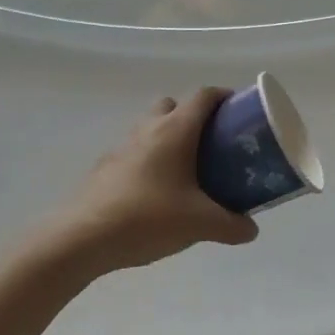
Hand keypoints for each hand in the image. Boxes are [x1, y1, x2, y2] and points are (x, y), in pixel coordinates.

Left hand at [44, 89, 258, 277]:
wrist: (83, 238)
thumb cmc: (148, 217)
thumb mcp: (200, 224)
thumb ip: (231, 225)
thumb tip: (251, 230)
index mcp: (175, 130)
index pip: (204, 96)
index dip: (224, 97)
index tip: (239, 111)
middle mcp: (149, 129)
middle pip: (173, 105)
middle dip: (193, 116)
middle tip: (212, 143)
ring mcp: (122, 147)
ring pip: (150, 128)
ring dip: (168, 138)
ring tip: (186, 171)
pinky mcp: (104, 168)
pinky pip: (134, 153)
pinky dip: (148, 162)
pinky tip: (155, 194)